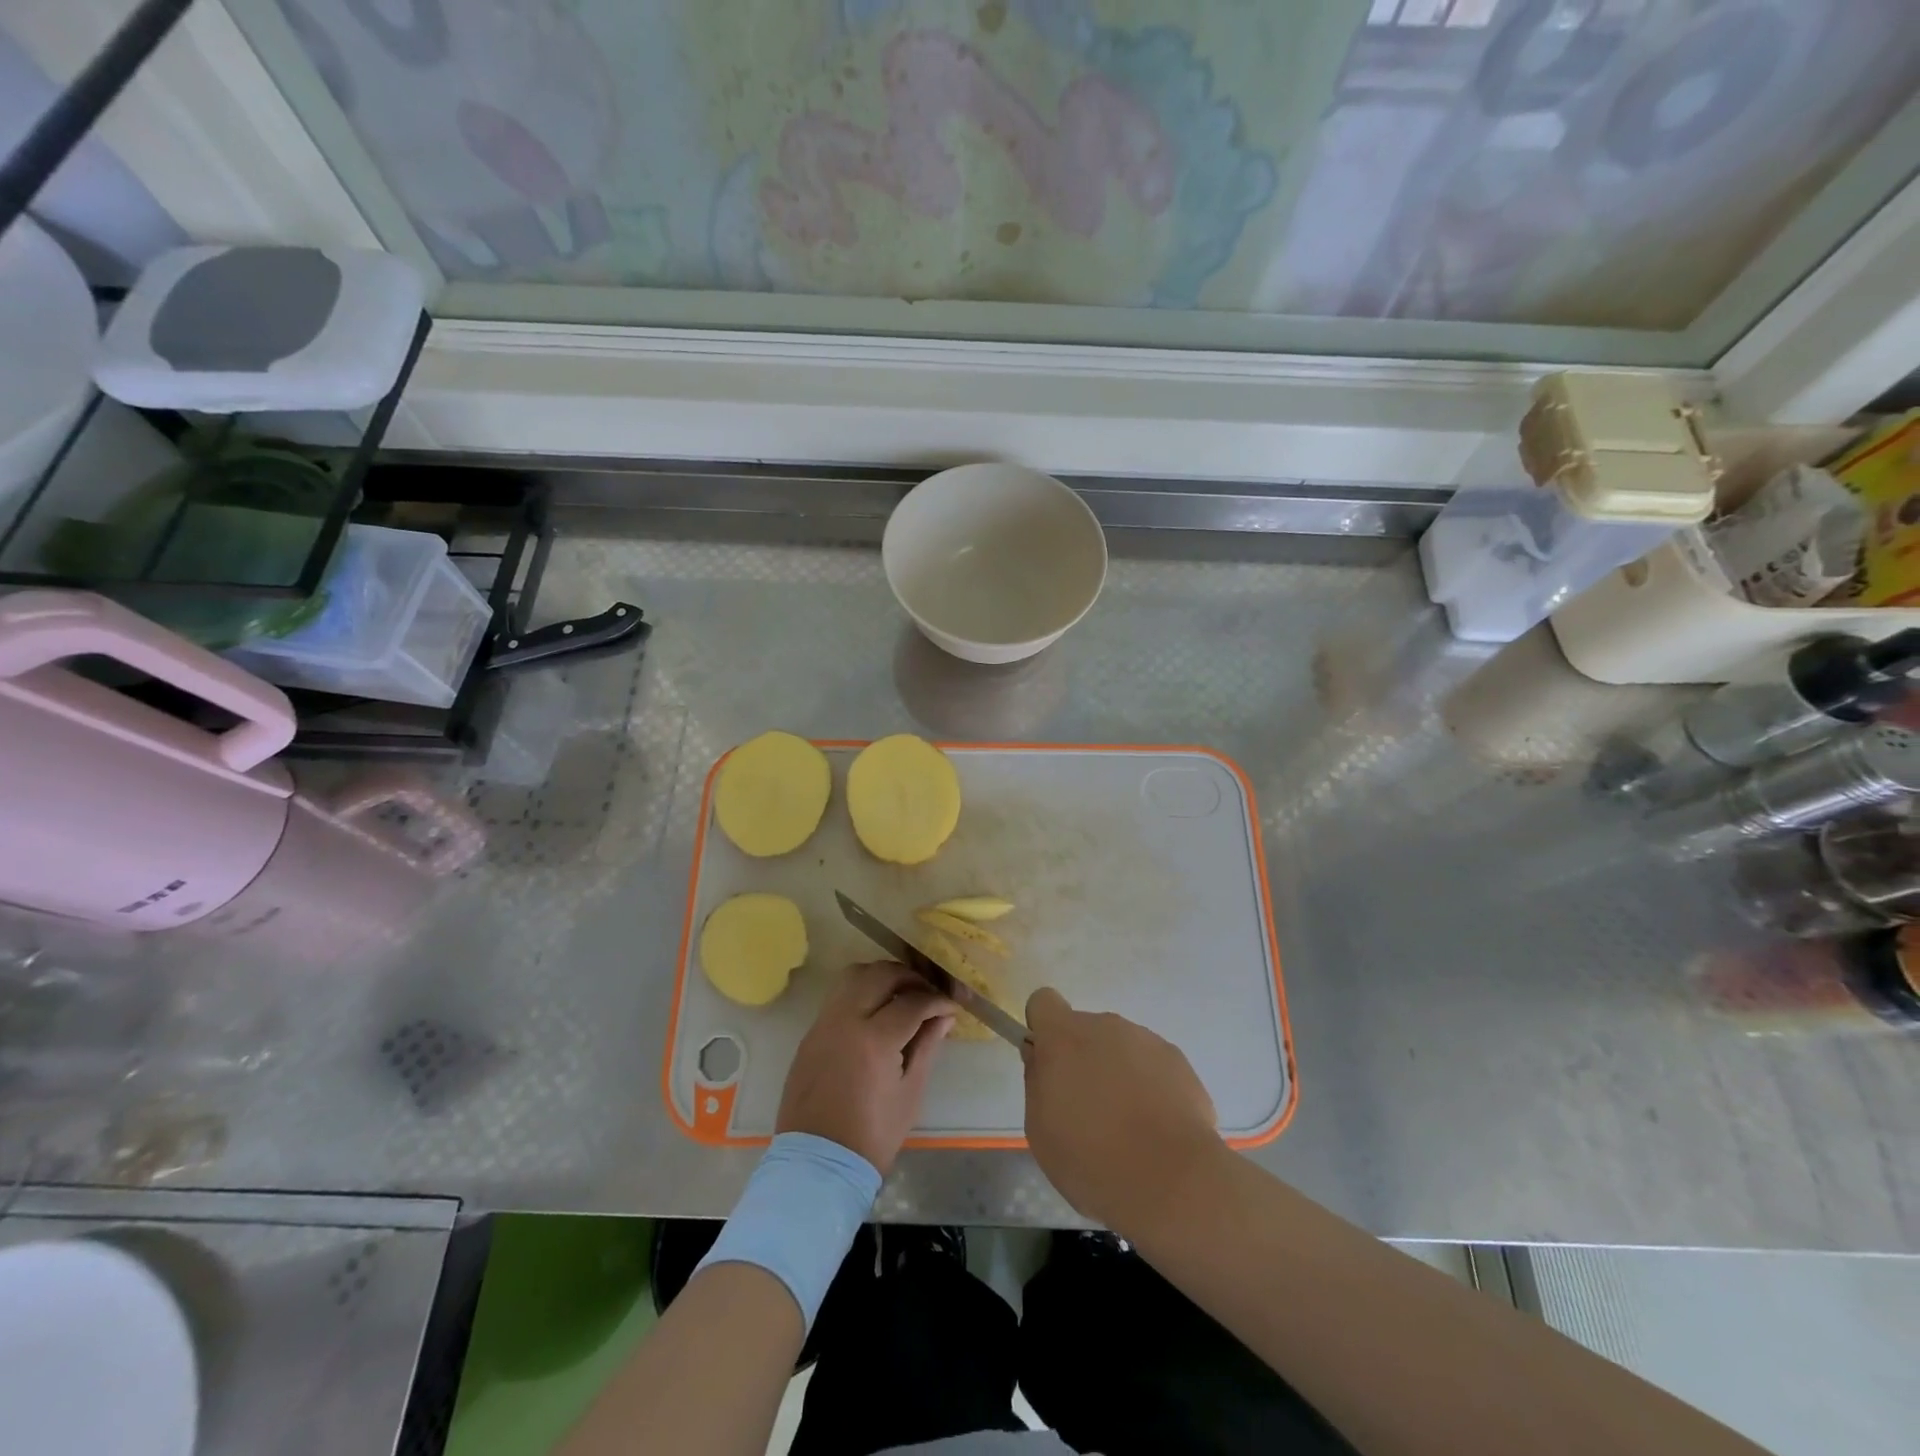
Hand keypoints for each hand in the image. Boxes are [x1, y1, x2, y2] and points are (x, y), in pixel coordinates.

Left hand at [777, 962, 954, 1173]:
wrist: (818, 1164)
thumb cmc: (872, 1136)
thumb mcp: (910, 1093)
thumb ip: (927, 1047)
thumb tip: (944, 1017)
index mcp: (874, 1040)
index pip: (912, 1002)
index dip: (936, 1000)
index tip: (951, 1006)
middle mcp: (845, 1021)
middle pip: (880, 975)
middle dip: (909, 977)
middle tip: (927, 993)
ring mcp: (823, 1024)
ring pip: (853, 976)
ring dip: (881, 977)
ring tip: (900, 995)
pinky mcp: (810, 1034)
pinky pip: (838, 996)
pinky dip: (860, 992)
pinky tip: (876, 1012)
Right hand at [1022, 987, 1221, 1232]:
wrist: (1171, 1182)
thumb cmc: (1091, 1159)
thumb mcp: (1040, 1129)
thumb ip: (1037, 1081)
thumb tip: (1042, 1058)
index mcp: (1064, 1036)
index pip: (1043, 1002)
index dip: (1042, 1028)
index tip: (1049, 1063)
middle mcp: (1106, 1026)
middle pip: (1086, 1029)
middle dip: (1083, 1058)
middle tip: (1088, 1109)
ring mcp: (1147, 1040)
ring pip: (1121, 1048)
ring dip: (1118, 1073)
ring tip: (1128, 1126)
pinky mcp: (1179, 1062)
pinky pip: (1153, 1066)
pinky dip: (1150, 1088)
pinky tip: (1156, 1129)